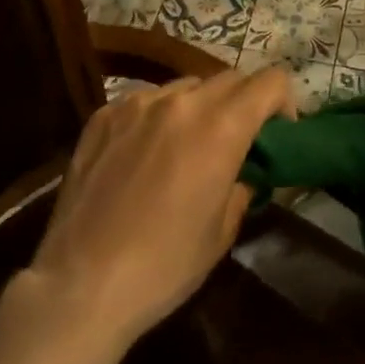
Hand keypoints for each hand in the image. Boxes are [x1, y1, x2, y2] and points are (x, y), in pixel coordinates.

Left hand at [23, 67, 292, 351]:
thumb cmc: (164, 265)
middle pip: (229, 78)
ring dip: (198, 107)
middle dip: (242, 103)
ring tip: (184, 147)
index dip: (283, 101)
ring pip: (185, 87)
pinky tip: (142, 155)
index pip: (270, 82)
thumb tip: (244, 169)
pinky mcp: (104, 115)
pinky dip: (156, 118)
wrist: (81, 285)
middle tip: (234, 141)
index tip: (277, 132)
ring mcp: (138, 104)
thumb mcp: (223, 230)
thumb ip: (242, 184)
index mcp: (221, 127)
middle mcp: (182, 102)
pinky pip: (145, 101)